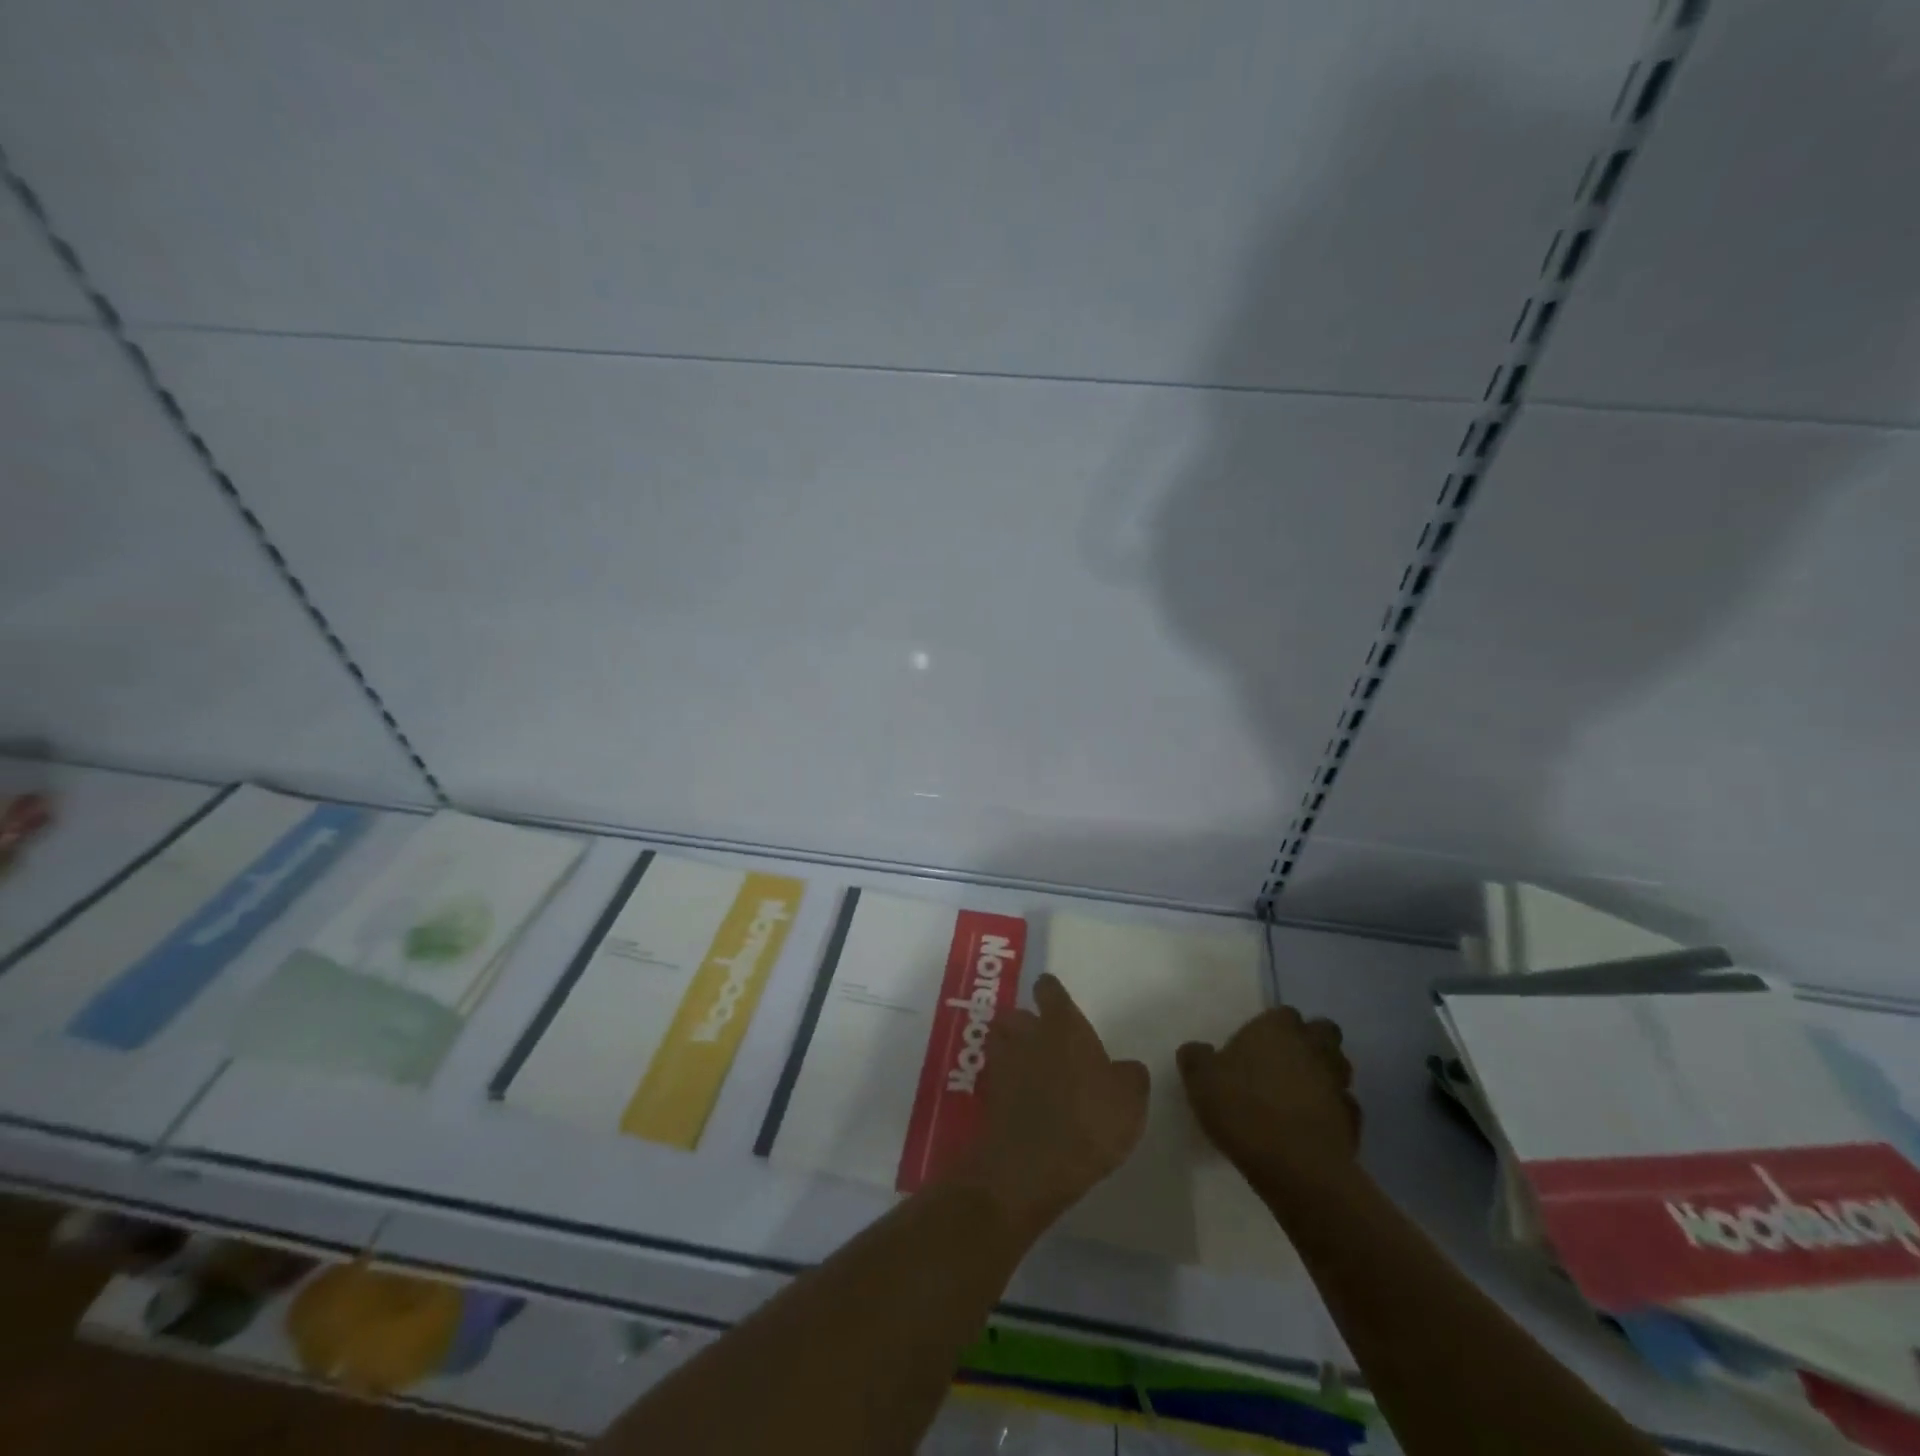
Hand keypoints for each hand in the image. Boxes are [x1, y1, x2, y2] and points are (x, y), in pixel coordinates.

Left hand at [944, 974, 1149, 1240]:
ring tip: (1031, 1069)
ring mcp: (1002, 1062)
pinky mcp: (988, 1094)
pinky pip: (996, 1076)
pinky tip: (1022, 1101)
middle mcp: (1027, 1034)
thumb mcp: (1130, 1100)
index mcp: (1062, 1025)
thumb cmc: (1088, 1121)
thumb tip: (1126, 1068)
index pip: (1049, 990)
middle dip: (1028, 1024)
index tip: (1057, 1002)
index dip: (1052, 993)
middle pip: (1019, 1014)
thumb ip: (1130, 1076)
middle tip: (1048, 1044)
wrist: (1030, 1165)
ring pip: (1001, 1041)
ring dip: (1012, 1049)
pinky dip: (1006, 1083)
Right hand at [1177, 1006, 1360, 1187]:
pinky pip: (1344, 1107)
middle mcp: (1313, 1047)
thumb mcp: (1200, 1080)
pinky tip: (1312, 1126)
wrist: (1296, 1166)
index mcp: (1278, 1029)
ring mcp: (1338, 1084)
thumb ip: (1196, 1058)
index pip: (1284, 1013)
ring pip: (1338, 1068)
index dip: (1273, 1027)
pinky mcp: (1354, 1121)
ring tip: (1299, 1095)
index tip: (1256, 1045)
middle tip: (1285, 1062)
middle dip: (1310, 1042)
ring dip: (1324, 1075)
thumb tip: (1197, 1050)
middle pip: (1323, 1032)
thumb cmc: (1244, 1109)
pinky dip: (1332, 1112)